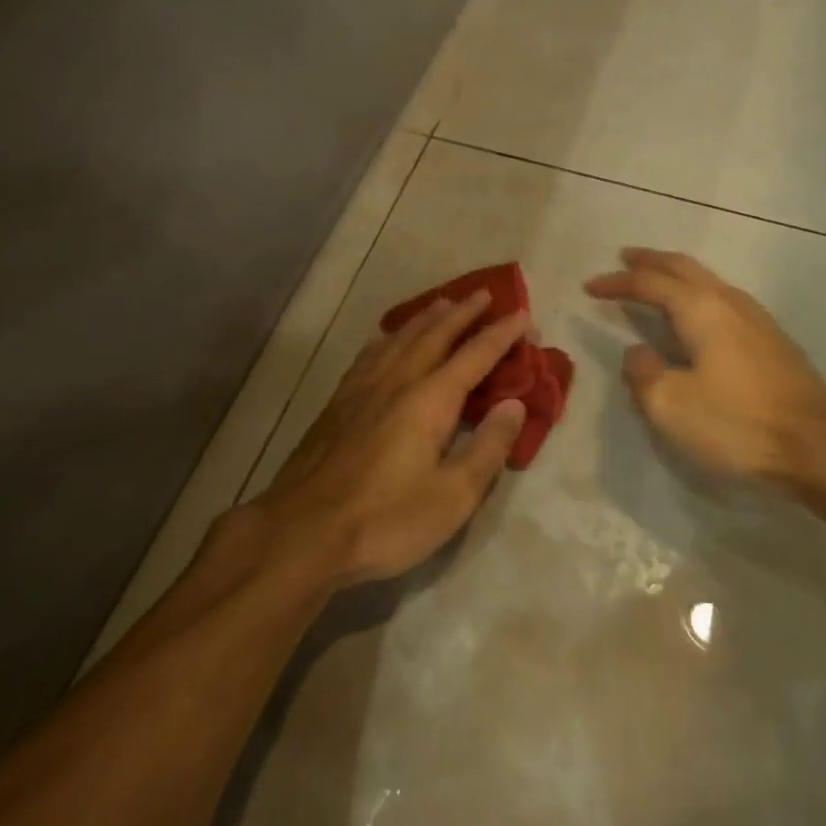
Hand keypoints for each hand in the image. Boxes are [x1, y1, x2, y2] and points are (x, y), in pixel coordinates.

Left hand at [253, 290, 531, 587]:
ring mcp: (363, 388)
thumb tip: (514, 404)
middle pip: (436, 334)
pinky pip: (371, 353)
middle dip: (464, 312)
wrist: (302, 532)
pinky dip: (388, 337)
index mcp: (431, 399)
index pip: (476, 355)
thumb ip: (488, 447)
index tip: (523, 315)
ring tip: (443, 302)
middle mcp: (398, 380)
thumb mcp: (453, 496)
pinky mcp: (338, 402)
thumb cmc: (386, 519)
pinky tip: (386, 338)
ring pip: (401, 337)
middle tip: (485, 294)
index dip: (502, 333)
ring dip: (427, 317)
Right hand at [585, 248, 825, 490]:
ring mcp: (756, 318)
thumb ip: (643, 373)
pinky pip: (722, 299)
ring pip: (707, 280)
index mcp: (700, 308)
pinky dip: (696, 294)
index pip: (649, 283)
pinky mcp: (771, 339)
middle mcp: (728, 301)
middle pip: (683, 267)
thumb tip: (638, 353)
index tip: (590, 287)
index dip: (616, 282)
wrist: (819, 446)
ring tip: (656, 280)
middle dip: (650, 261)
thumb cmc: (738, 423)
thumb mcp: (671, 405)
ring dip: (676, 275)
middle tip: (625, 258)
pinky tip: (696, 314)